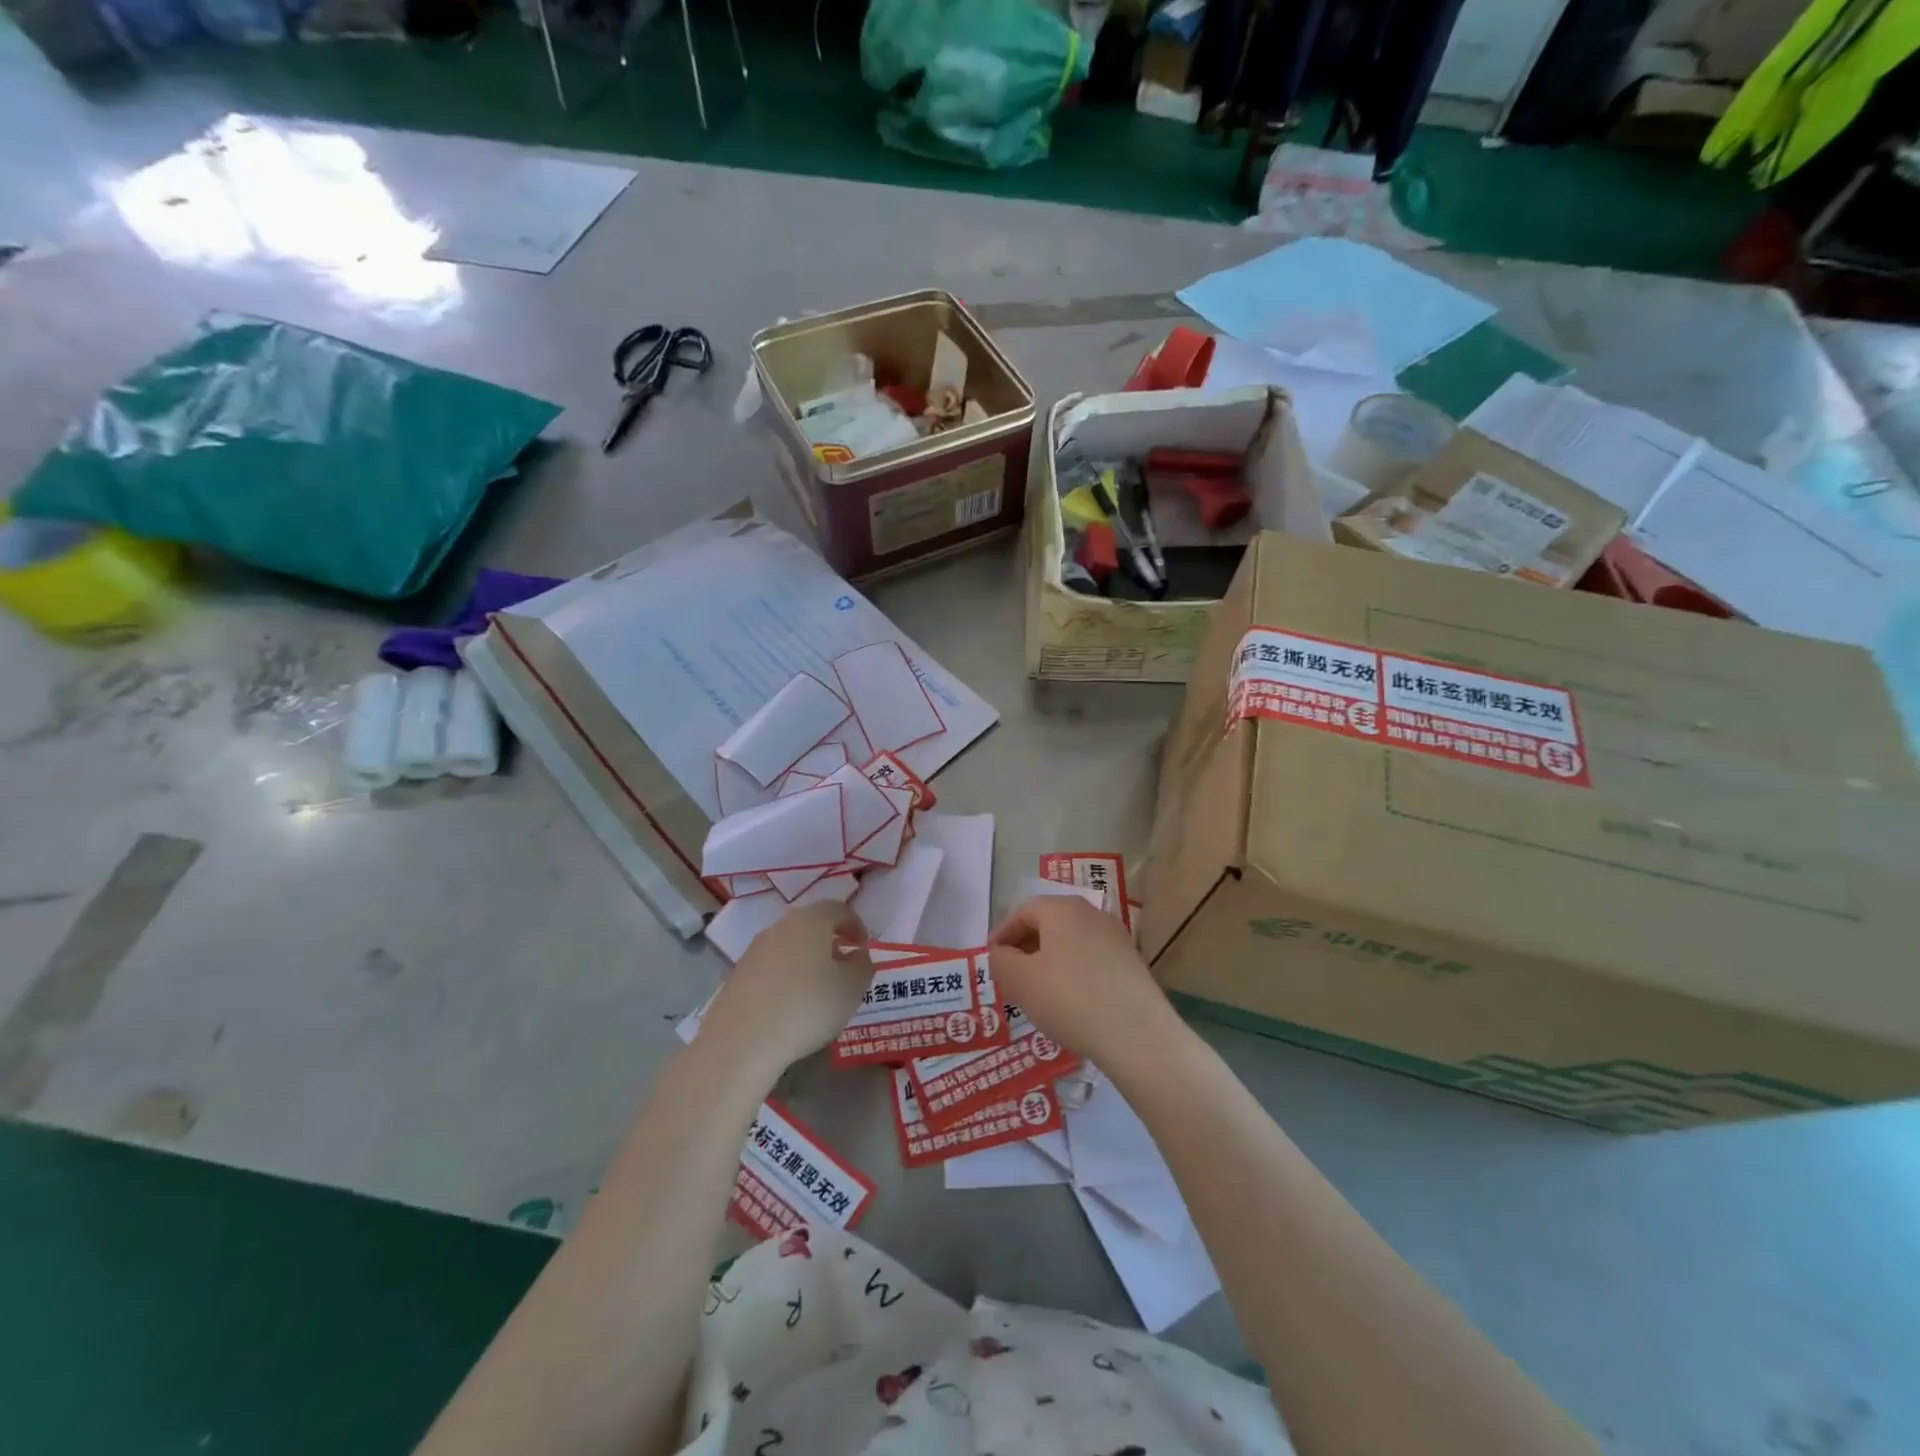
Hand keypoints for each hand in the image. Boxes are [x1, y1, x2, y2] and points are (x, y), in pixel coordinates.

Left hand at [703, 901, 873, 1073]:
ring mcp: (754, 950)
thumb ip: (863, 966)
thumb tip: (857, 955)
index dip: (855, 925)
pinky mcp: (737, 975)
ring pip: (789, 945)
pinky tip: (790, 1005)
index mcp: (810, 921)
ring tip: (817, 990)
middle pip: (811, 924)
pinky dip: (785, 976)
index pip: (838, 909)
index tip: (863, 948)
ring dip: (807, 959)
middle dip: (830, 941)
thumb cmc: (807, 1008)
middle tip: (843, 967)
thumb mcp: (852, 989)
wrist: (741, 1042)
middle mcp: (780, 927)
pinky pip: (771, 967)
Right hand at [987, 895, 1169, 1061]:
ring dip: (1049, 961)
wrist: (1137, 1034)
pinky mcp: (1132, 964)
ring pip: (1071, 942)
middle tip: (1010, 975)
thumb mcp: (1021, 980)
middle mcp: (1092, 914)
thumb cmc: (1069, 998)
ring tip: (1037, 992)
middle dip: (1026, 947)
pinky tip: (1069, 1003)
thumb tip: (1001, 954)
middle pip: (1049, 923)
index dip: (1003, 933)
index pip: (1023, 910)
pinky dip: (1073, 974)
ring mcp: (1116, 938)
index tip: (991, 958)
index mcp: (1062, 908)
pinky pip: (1091, 961)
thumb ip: (1001, 961)